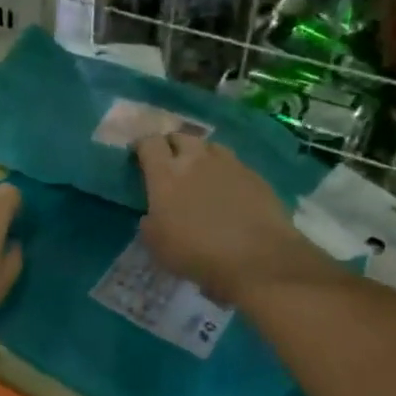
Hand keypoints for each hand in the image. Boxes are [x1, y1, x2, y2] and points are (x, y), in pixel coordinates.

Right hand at [135, 134, 336, 304]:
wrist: (257, 258)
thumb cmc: (197, 253)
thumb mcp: (157, 245)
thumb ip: (150, 222)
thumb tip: (153, 214)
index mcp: (166, 175)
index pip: (149, 143)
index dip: (142, 147)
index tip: (138, 156)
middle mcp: (196, 160)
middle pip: (180, 136)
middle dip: (171, 145)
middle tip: (169, 162)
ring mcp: (229, 164)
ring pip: (209, 146)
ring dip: (200, 154)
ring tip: (199, 171)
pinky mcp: (255, 175)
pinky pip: (233, 164)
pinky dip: (224, 171)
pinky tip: (227, 190)